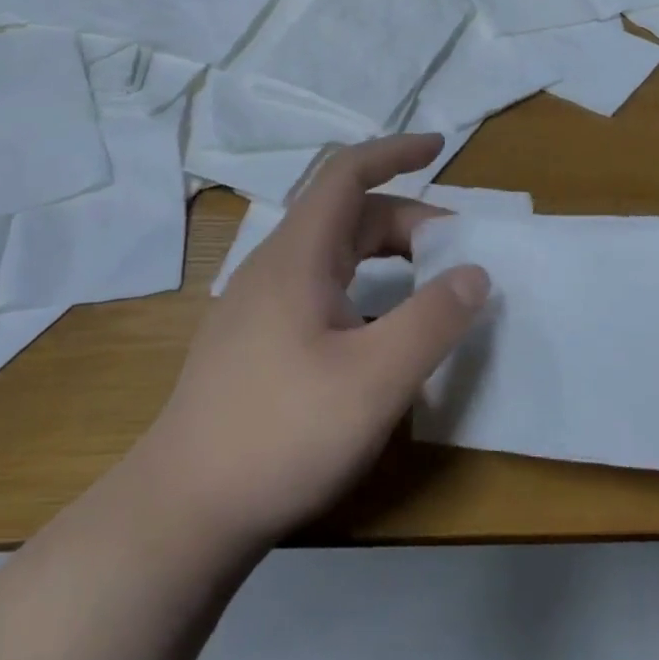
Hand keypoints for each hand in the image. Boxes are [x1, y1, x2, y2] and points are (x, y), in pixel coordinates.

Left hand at [143, 135, 489, 548]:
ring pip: (332, 256)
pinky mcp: (254, 341)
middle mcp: (274, 268)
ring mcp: (258, 306)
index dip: (395, 152)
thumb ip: (433, 320)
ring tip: (427, 287)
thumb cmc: (282, 433)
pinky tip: (378, 333)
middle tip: (455, 254)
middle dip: (406, 221)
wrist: (182, 512)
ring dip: (384, 256)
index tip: (439, 147)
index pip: (347, 174)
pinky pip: (319, 289)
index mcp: (297, 256)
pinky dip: (362, 288)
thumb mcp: (375, 379)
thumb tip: (476, 273)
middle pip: (346, 216)